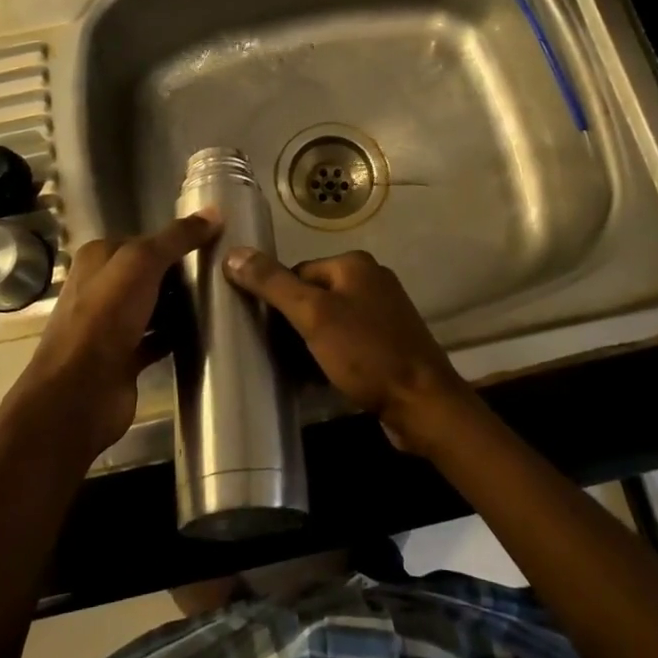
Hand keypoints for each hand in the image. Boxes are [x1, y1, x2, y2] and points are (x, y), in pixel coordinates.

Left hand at [13, 212, 219, 460]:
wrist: (79, 394)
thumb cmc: (105, 318)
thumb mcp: (142, 263)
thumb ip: (177, 238)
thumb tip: (215, 212)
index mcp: (98, 258)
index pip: (145, 240)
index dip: (177, 241)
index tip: (215, 244)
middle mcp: (101, 287)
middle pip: (150, 273)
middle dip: (182, 274)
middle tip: (224, 274)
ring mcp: (111, 325)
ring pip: (154, 306)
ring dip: (181, 306)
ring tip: (221, 301)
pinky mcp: (124, 357)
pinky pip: (157, 338)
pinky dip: (177, 336)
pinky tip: (205, 334)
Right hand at [222, 247, 473, 452]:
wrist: (424, 404)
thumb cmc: (366, 354)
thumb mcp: (313, 316)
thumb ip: (273, 284)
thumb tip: (233, 253)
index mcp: (354, 264)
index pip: (296, 271)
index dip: (276, 300)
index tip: (262, 331)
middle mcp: (371, 280)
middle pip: (312, 295)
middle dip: (292, 323)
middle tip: (274, 353)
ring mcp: (383, 313)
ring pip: (329, 321)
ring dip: (309, 342)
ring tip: (292, 369)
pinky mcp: (389, 342)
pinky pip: (347, 341)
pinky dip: (330, 355)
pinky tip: (318, 378)